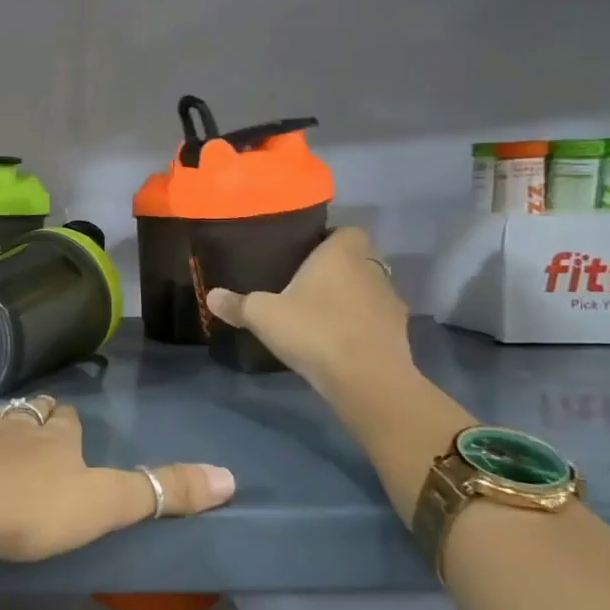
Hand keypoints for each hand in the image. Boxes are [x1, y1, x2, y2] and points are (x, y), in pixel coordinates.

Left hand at [0, 400, 233, 563]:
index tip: (72, 426)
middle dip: (39, 416)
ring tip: (3, 426)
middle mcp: (14, 425)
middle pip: (31, 414)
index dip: (71, 425)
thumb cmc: (29, 510)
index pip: (69, 423)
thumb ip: (160, 492)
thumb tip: (231, 476)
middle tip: (42, 422)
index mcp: (55, 439)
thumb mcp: (103, 506)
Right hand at [204, 226, 411, 388]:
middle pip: (358, 260)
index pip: (346, 231)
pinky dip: (361, 325)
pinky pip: (376, 319)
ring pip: (369, 290)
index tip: (305, 254)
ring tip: (321, 315)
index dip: (329, 239)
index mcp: (342, 254)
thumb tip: (211, 296)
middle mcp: (371, 270)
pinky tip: (338, 340)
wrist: (366, 379)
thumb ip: (237, 304)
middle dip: (337, 270)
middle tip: (306, 285)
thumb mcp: (263, 316)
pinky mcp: (399, 333)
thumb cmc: (314, 331)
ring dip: (351, 298)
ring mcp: (390, 302)